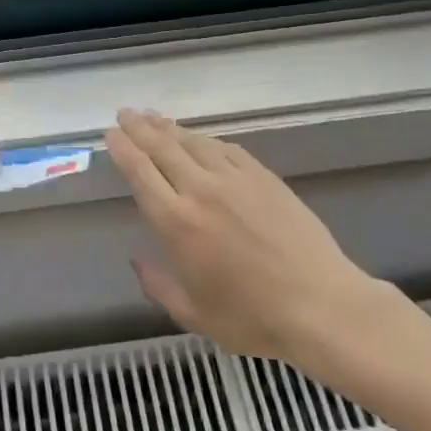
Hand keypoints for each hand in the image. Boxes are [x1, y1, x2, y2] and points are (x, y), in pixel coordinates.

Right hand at [106, 108, 389, 362]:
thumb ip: (158, 285)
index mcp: (176, 223)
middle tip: (125, 113)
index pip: (140, 172)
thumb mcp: (193, 314)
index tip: (111, 134)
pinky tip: (200, 139)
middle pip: (162, 148)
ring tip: (154, 118)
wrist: (320, 305)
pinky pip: (226, 149)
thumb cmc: (252, 318)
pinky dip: (207, 140)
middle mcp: (200, 191)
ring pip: (194, 142)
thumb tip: (136, 259)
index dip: (123, 149)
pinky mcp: (263, 177)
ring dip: (170, 128)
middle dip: (139, 127)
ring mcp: (234, 179)